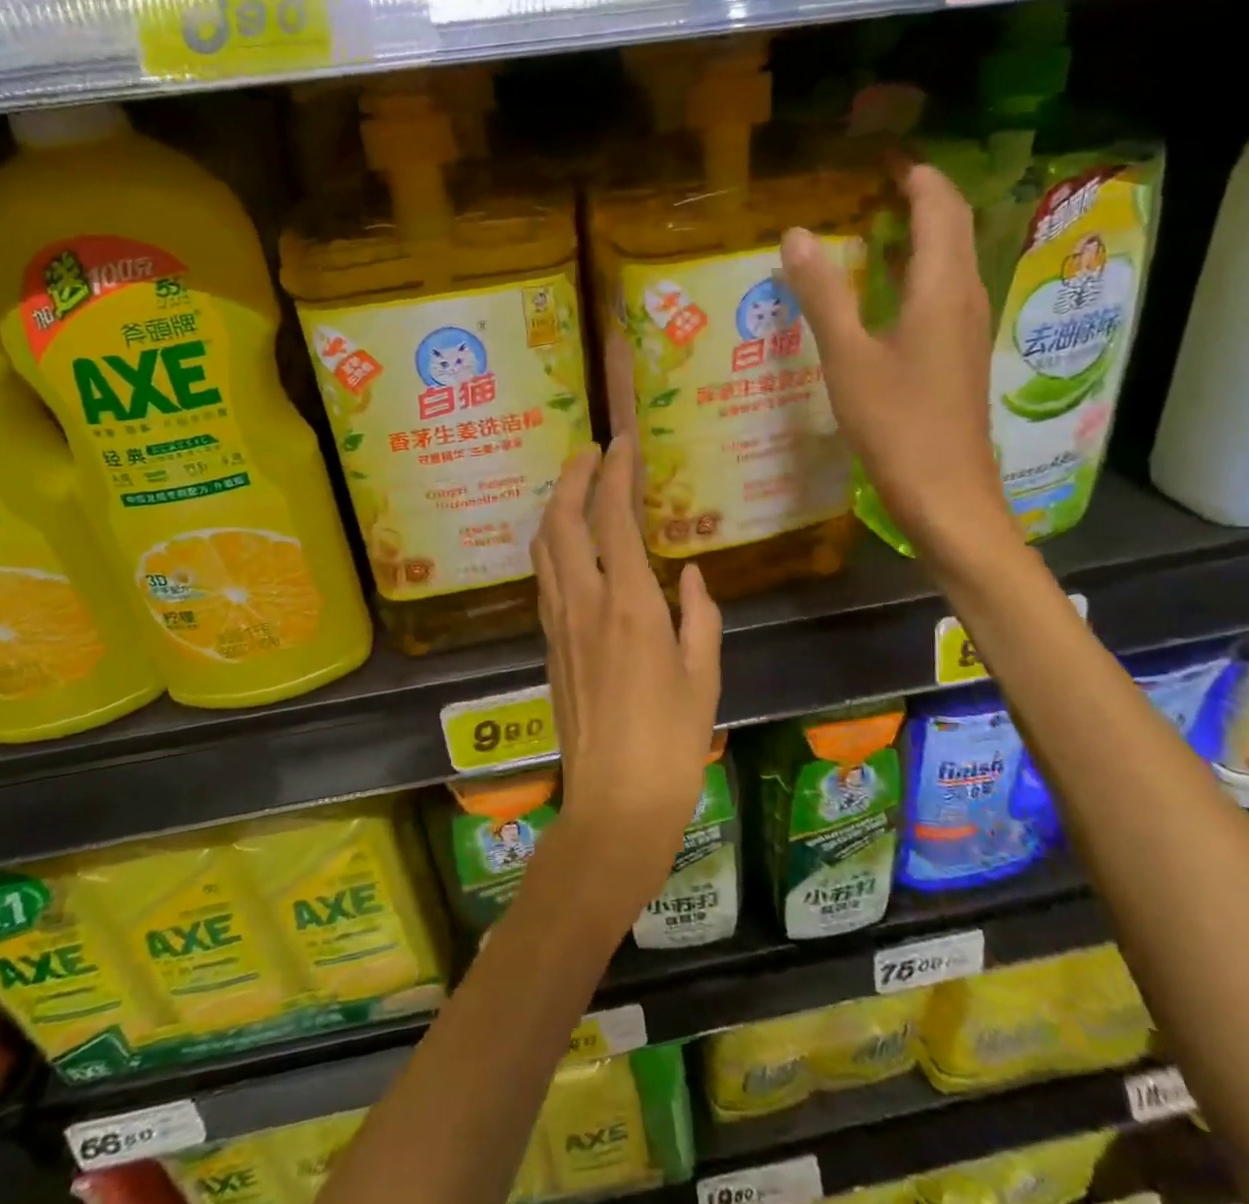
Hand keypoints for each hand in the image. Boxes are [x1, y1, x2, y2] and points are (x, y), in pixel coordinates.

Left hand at [530, 436, 722, 936]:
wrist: (614, 806)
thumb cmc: (673, 745)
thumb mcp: (705, 676)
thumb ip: (700, 616)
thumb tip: (692, 576)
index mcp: (630, 607)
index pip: (612, 519)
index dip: (614, 473)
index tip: (622, 442)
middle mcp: (584, 604)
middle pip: (562, 522)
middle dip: (572, 477)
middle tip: (590, 451)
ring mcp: (558, 624)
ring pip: (544, 548)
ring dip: (556, 507)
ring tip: (576, 487)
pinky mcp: (548, 645)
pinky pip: (544, 578)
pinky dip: (554, 544)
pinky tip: (571, 545)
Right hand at [781, 161, 1012, 558]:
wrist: (947, 495)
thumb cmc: (897, 425)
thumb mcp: (848, 358)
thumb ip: (823, 295)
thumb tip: (795, 235)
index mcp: (941, 288)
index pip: (939, 206)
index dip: (915, 174)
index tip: (880, 157)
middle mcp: (963, 298)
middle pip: (951, 227)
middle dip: (918, 198)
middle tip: (871, 186)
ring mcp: (966, 329)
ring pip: (949, 262)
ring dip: (917, 236)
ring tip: (870, 228)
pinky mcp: (959, 357)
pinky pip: (942, 294)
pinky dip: (915, 274)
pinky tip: (881, 294)